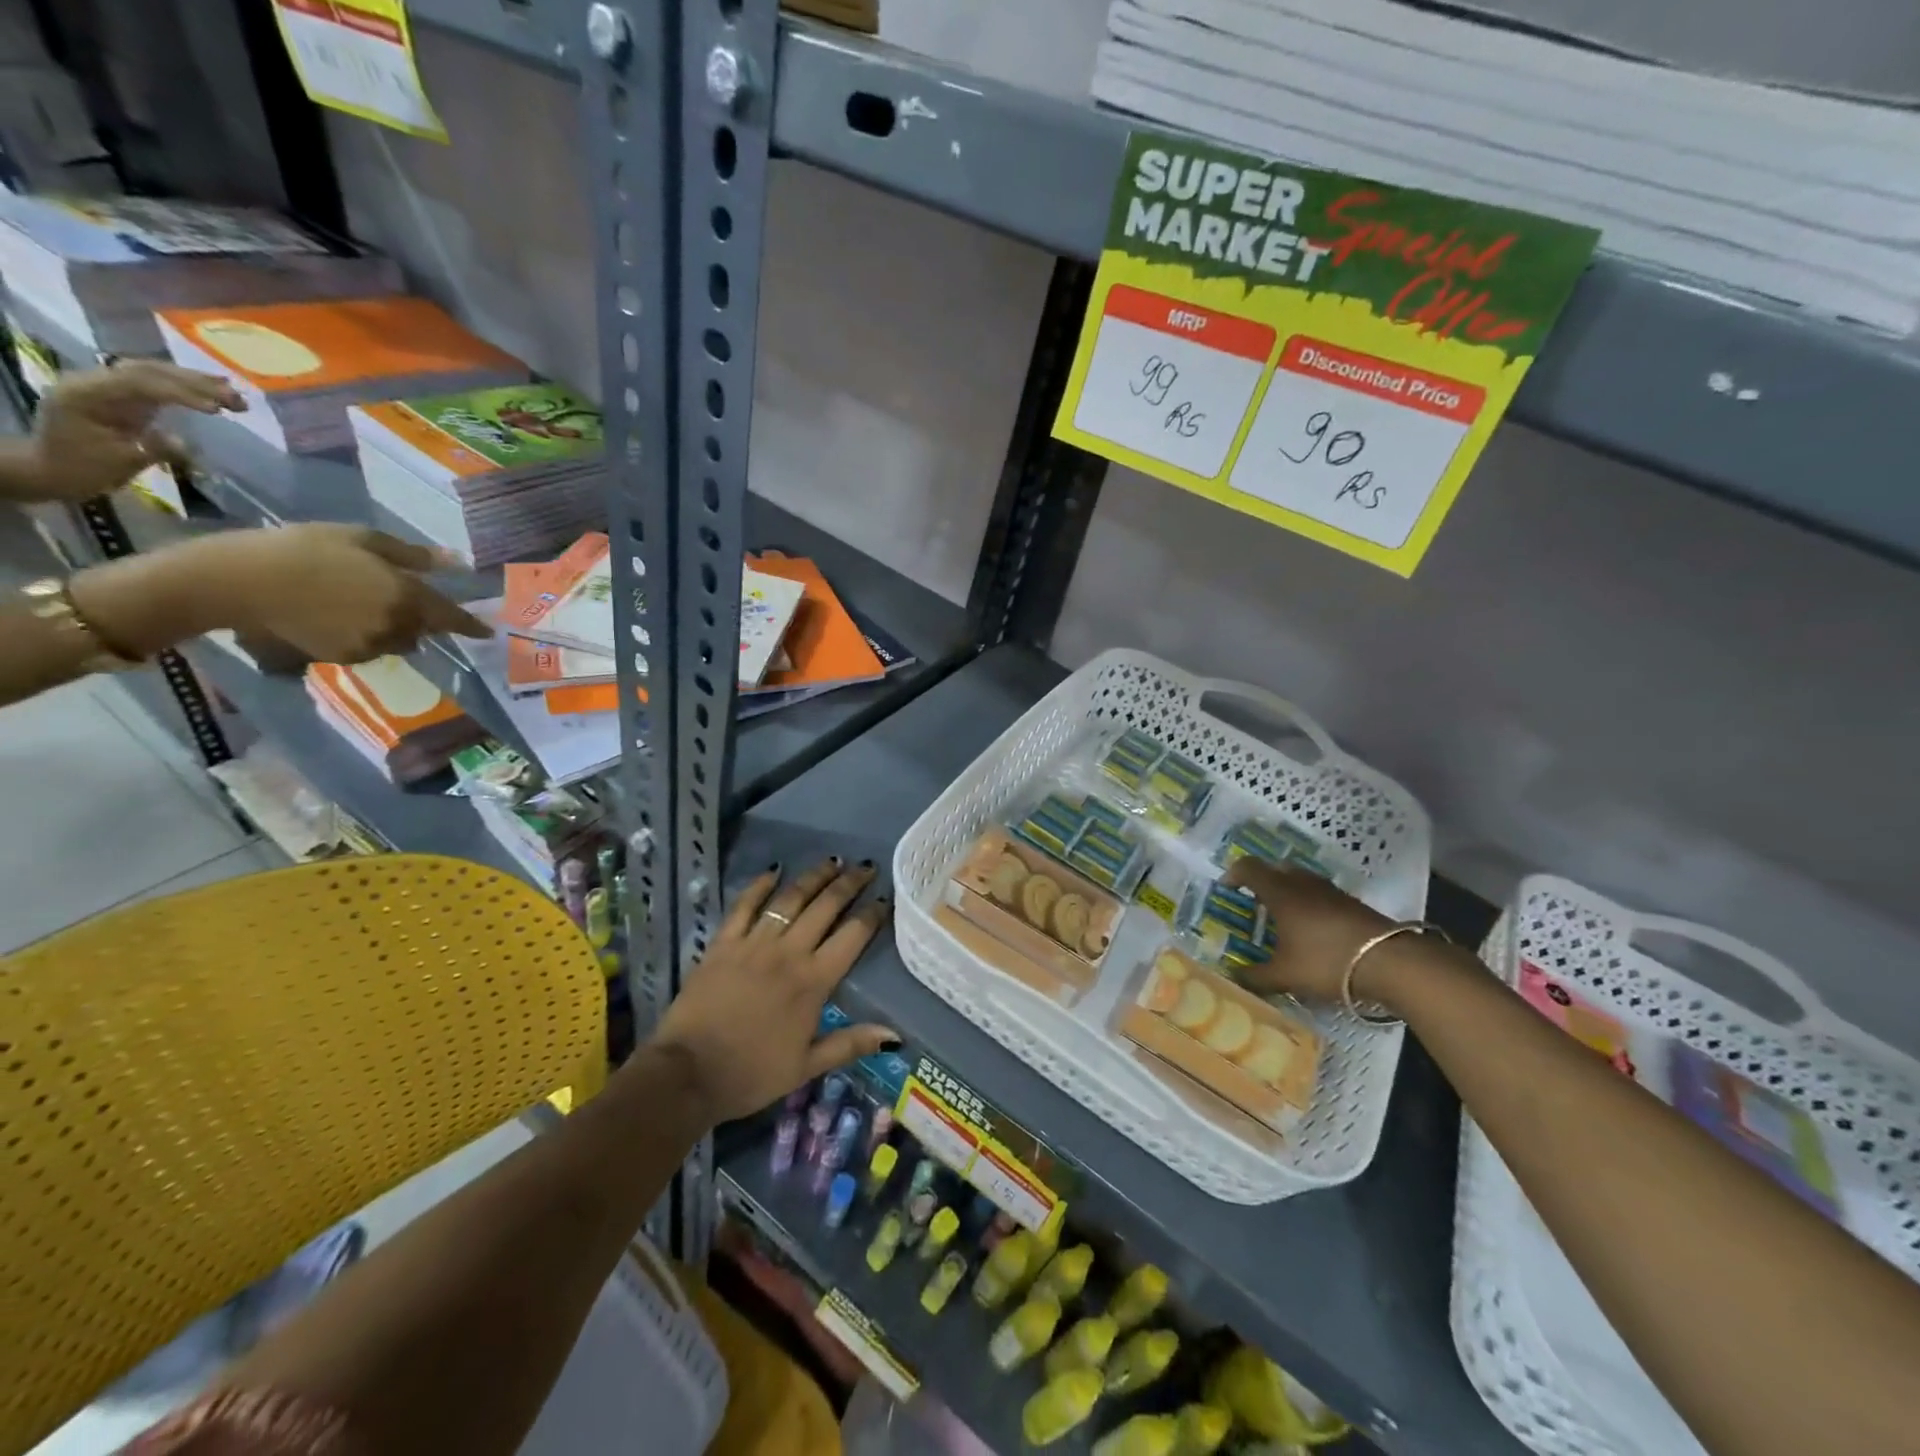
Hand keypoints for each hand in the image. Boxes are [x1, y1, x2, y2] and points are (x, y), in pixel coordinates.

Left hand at [26, 362, 242, 500]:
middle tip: (238, 399)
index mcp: (86, 394)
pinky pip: (153, 384)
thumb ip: (153, 448)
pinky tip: (210, 394)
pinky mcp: (118, 395)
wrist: (51, 470)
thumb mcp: (120, 462)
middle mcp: (93, 381)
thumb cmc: (83, 469)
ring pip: (153, 373)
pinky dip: (183, 387)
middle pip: (148, 371)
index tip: (219, 410)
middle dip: (195, 383)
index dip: (181, 394)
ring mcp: (105, 386)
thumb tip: (185, 442)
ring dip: (194, 381)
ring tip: (233, 394)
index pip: (139, 384)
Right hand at [177, 524, 490, 662]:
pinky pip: (371, 649)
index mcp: (408, 597)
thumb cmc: (304, 549)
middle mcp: (397, 627)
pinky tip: (340, 618)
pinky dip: (368, 637)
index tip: (487, 632)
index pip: (452, 619)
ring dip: (396, 629)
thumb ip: (413, 556)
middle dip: (422, 619)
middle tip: (399, 599)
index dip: (471, 626)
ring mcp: (370, 645)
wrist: (240, 581)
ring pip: (400, 642)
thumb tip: (455, 562)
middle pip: (425, 630)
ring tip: (365, 606)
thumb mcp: (362, 540)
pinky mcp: (343, 657)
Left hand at [652, 859, 896, 1123]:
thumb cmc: (751, 1074)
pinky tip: (773, 870)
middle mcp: (788, 952)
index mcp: (813, 982)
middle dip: (849, 883)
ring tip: (832, 862)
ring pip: (790, 899)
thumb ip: (850, 1043)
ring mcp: (754, 943)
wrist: (687, 1075)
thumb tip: (895, 1036)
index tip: (885, 898)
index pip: (852, 936)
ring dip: (813, 877)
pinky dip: (760, 885)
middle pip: (825, 907)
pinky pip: (744, 905)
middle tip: (866, 866)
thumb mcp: (806, 1067)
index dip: (872, 914)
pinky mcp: (723, 943)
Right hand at [1222, 858, 1392, 1003]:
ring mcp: (1331, 891)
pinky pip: (1321, 895)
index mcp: (1280, 893)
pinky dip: (1311, 904)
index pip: (1249, 868)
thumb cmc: (1327, 961)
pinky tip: (1314, 931)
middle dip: (1262, 881)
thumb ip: (1255, 976)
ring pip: (1302, 880)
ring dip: (1289, 892)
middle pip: (1277, 869)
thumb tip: (1231, 976)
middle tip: (1255, 903)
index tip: (1227, 888)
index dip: (1234, 873)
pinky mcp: (1353, 904)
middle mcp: (1303, 884)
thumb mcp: (1285, 975)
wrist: (1391, 962)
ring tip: (1284, 918)